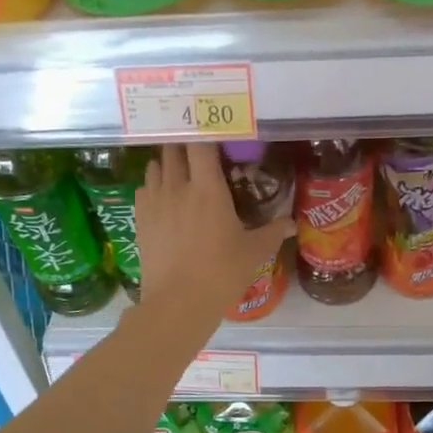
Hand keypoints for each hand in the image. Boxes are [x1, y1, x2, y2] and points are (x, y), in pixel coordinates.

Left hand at [135, 143, 294, 326]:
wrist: (178, 302)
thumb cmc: (222, 272)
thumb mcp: (254, 252)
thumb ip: (273, 232)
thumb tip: (292, 223)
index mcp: (208, 188)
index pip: (201, 144)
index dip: (206, 132)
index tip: (214, 130)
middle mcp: (178, 187)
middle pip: (174, 149)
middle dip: (184, 143)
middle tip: (197, 148)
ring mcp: (155, 202)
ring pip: (155, 166)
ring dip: (167, 163)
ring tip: (180, 170)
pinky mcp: (140, 219)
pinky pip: (143, 189)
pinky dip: (153, 185)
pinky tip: (163, 197)